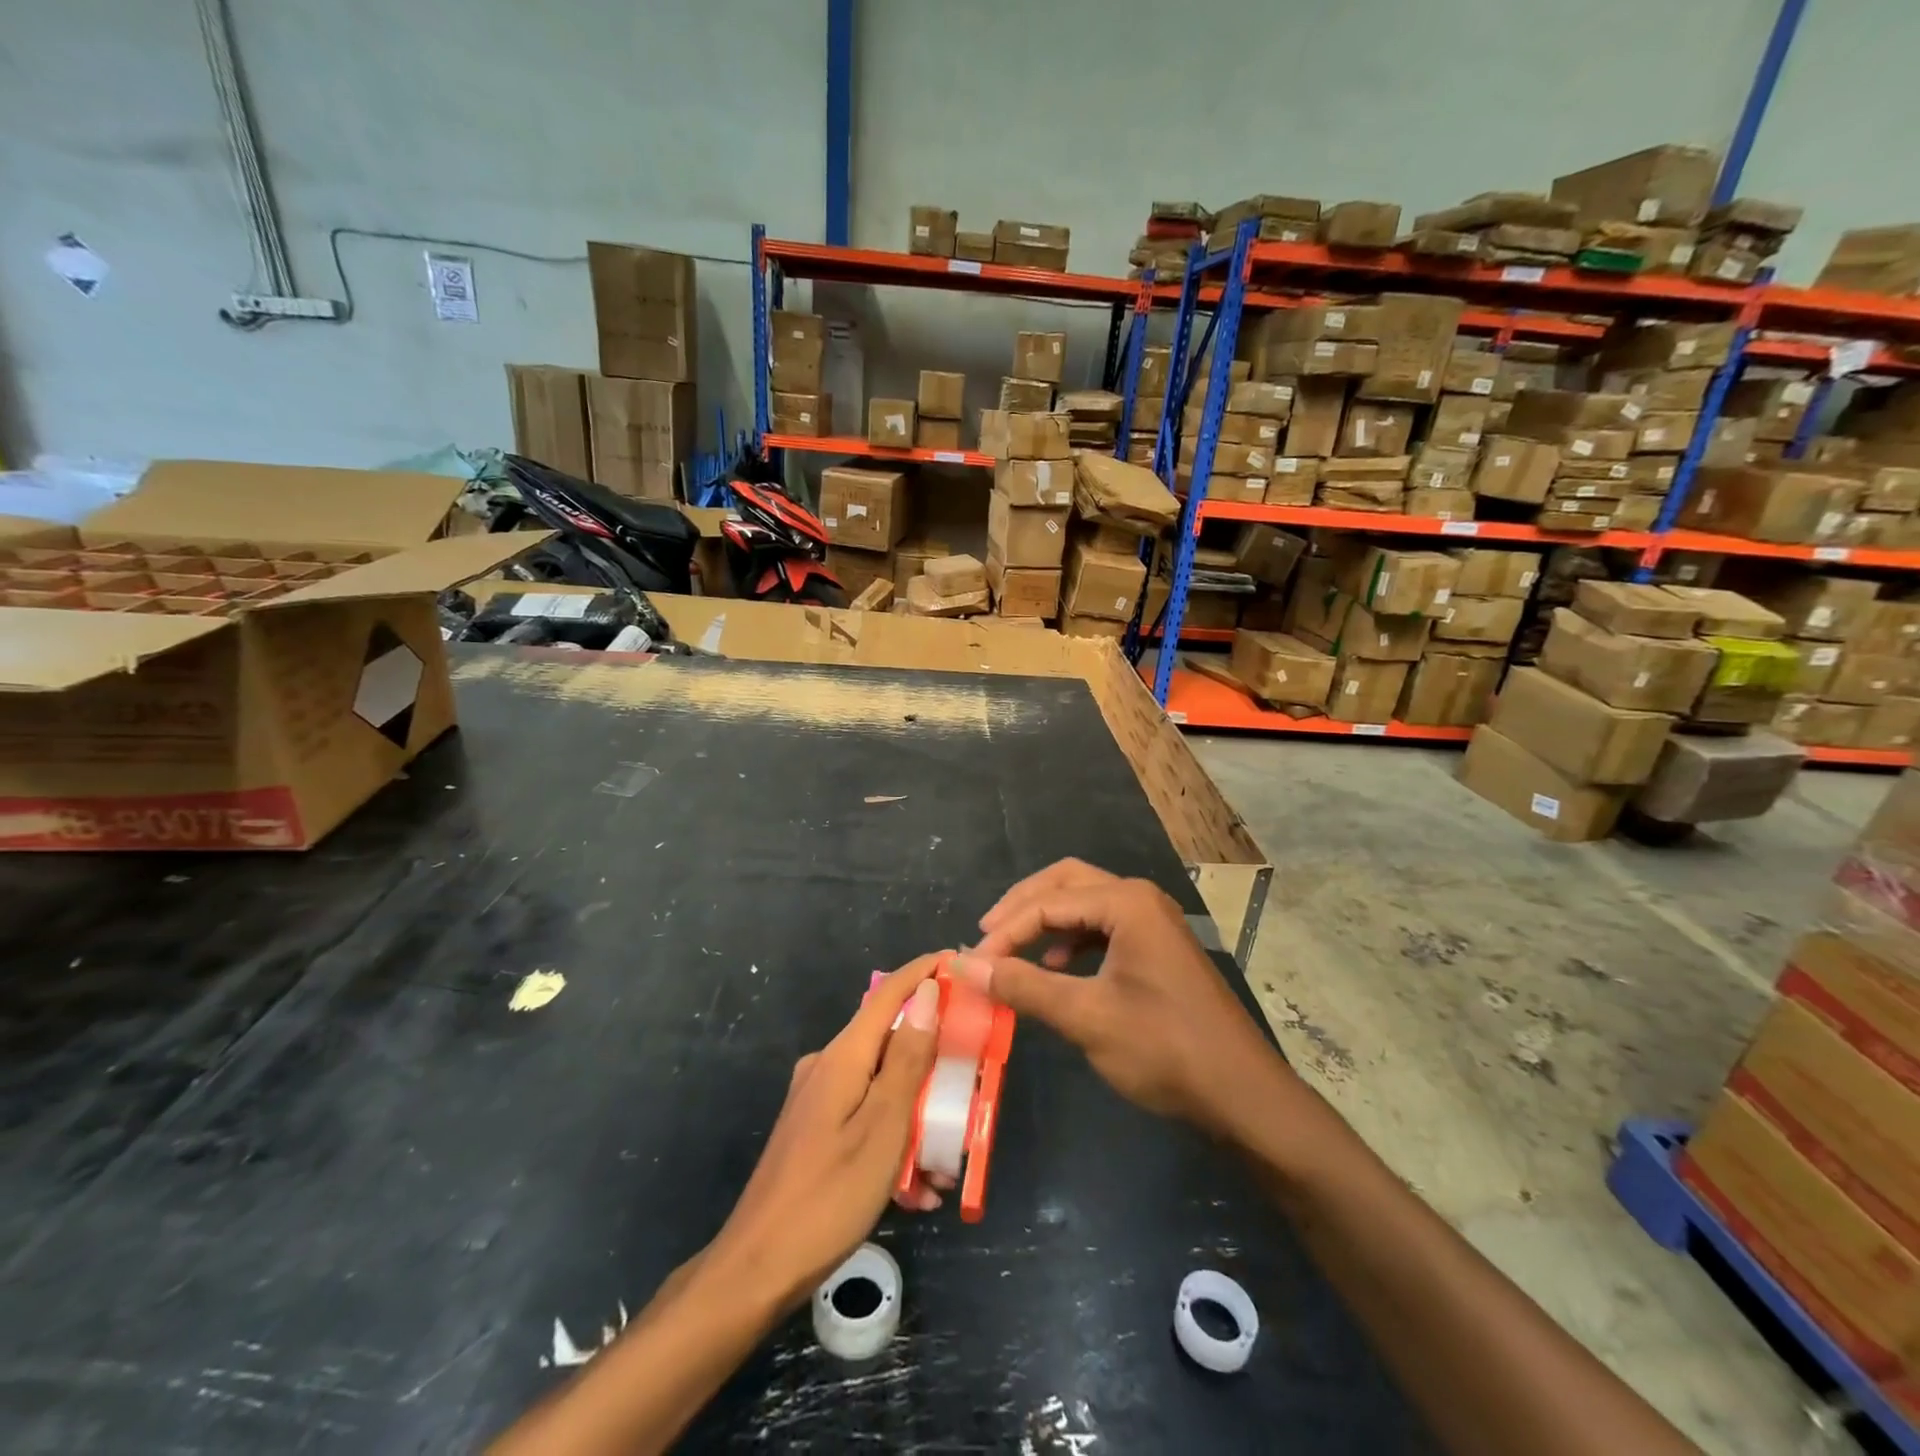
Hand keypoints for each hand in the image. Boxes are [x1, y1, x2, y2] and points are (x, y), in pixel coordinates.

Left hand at [705, 955, 942, 1310]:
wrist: (756, 1270)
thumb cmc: (829, 1196)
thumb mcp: (883, 1127)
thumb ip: (907, 1058)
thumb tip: (927, 994)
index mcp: (843, 1056)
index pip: (890, 994)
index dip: (924, 972)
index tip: (960, 961)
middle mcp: (828, 1066)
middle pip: (890, 1042)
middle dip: (933, 1062)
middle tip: (970, 1085)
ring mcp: (818, 1099)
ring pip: (882, 1086)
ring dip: (918, 1116)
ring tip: (944, 1168)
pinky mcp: (815, 1130)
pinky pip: (866, 1117)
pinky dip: (895, 1140)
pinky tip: (915, 1190)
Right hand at [957, 860, 1290, 1141]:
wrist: (1242, 1094)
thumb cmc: (1164, 1048)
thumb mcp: (1086, 1016)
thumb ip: (1023, 986)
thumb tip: (964, 965)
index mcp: (1126, 902)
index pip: (1047, 903)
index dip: (1005, 932)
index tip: (972, 964)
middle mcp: (1140, 898)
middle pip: (1065, 883)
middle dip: (1022, 908)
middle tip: (986, 937)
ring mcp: (1152, 921)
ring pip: (1084, 903)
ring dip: (1046, 922)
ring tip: (1012, 953)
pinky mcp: (1156, 947)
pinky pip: (1102, 927)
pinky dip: (1071, 941)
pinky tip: (1055, 969)